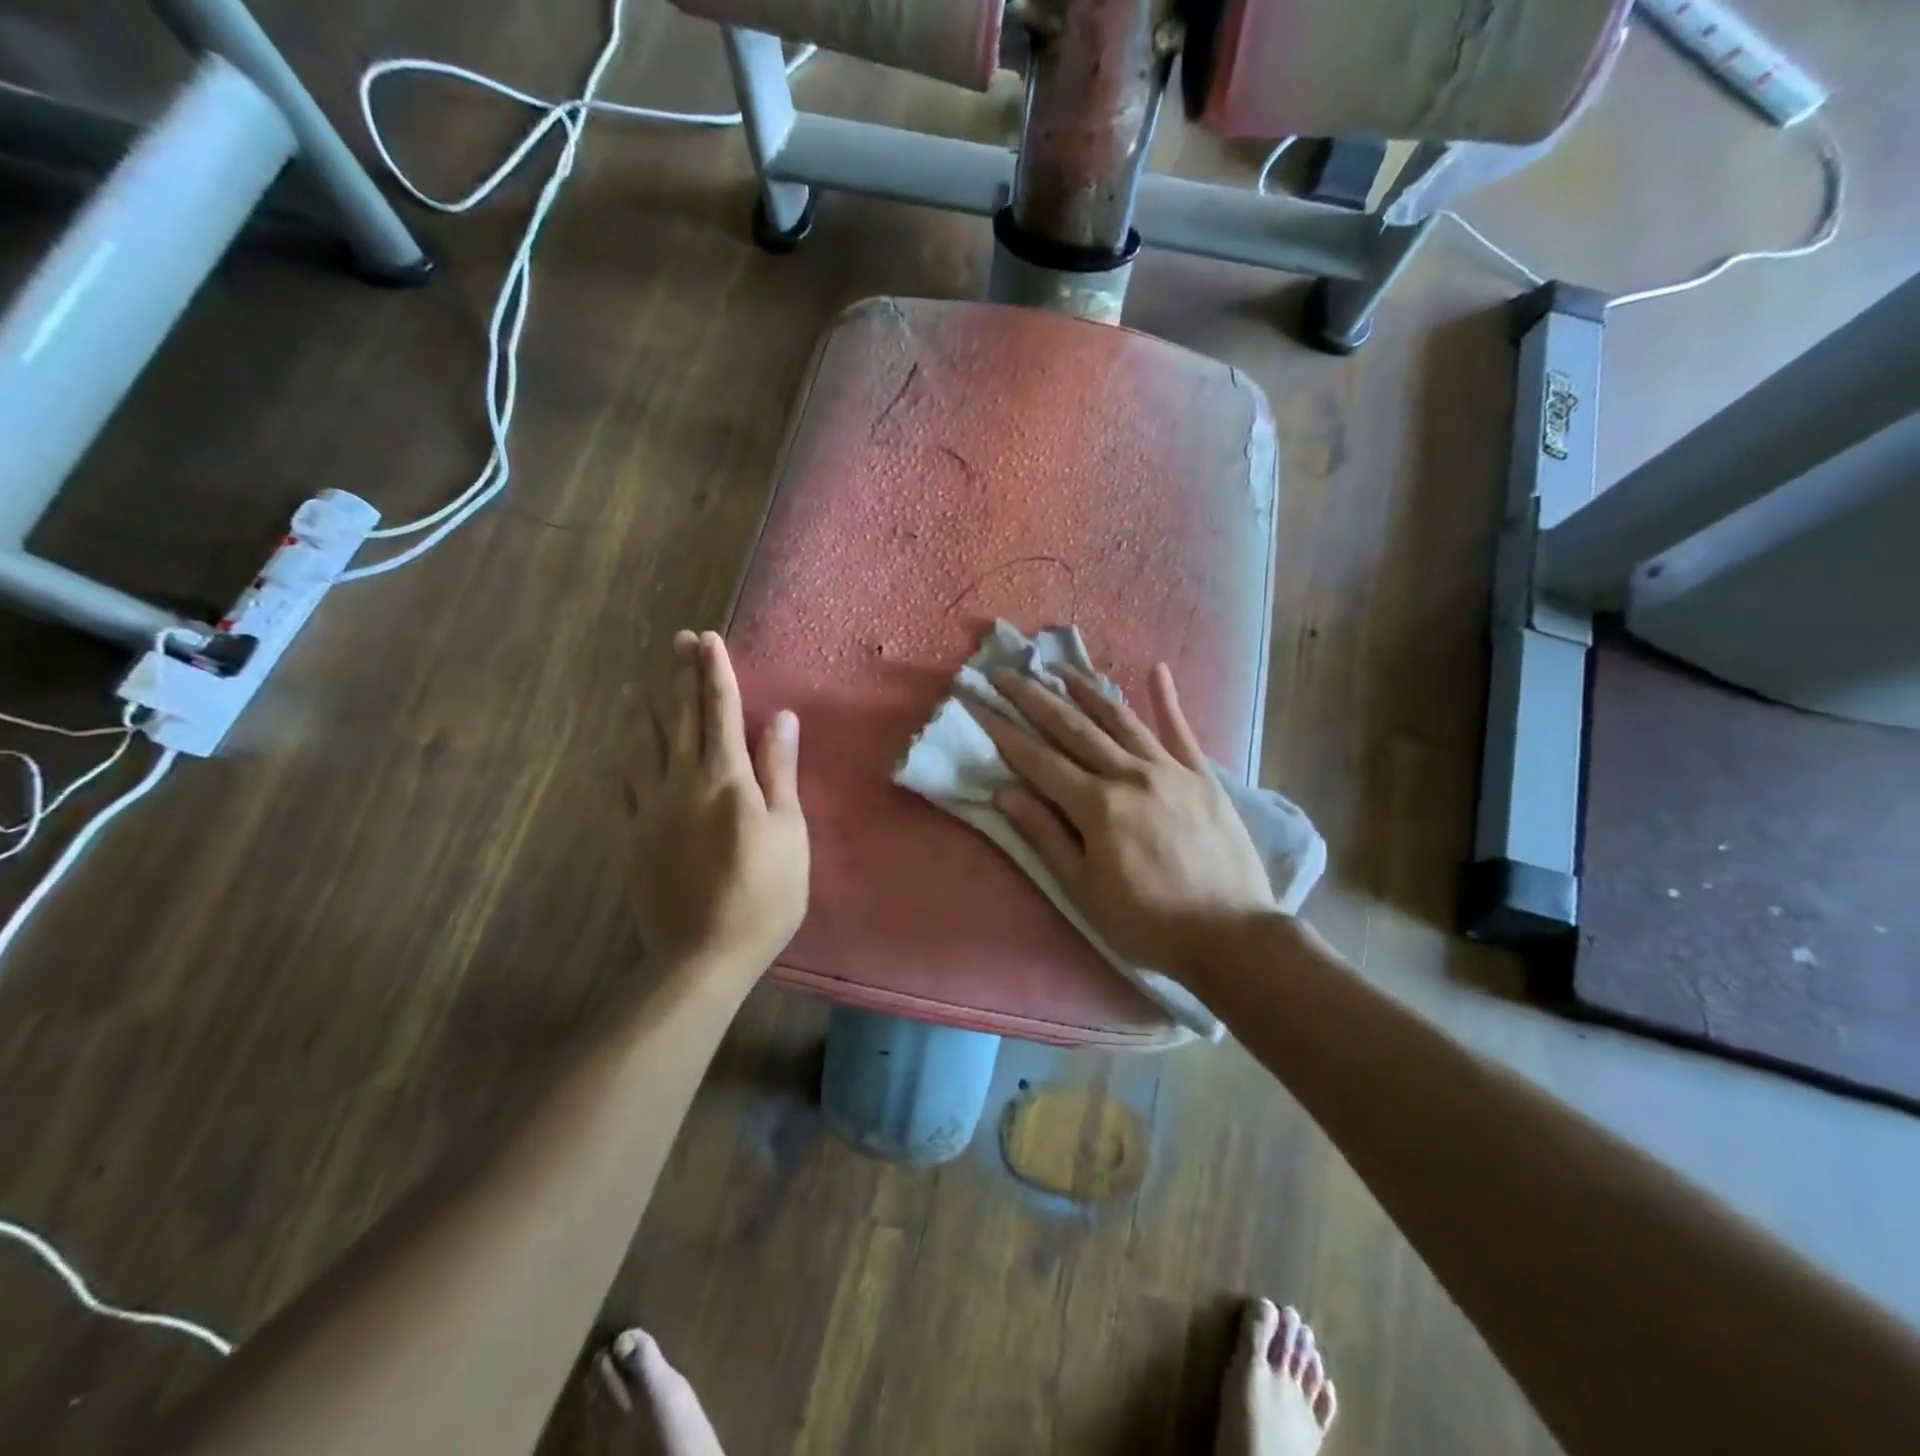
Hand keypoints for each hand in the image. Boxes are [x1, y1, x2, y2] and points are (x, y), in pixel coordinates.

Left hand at [628, 630, 808, 974]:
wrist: (703, 953)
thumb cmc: (764, 893)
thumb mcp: (788, 831)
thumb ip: (779, 772)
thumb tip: (781, 719)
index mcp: (726, 778)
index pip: (721, 710)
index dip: (715, 672)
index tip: (708, 639)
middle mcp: (683, 782)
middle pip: (681, 718)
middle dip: (681, 676)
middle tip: (677, 641)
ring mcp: (652, 809)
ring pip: (646, 747)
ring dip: (647, 711)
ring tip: (638, 684)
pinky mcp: (635, 837)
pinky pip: (625, 788)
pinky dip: (625, 761)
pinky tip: (620, 753)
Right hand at [970, 663, 1275, 975]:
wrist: (1232, 936)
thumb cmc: (1148, 922)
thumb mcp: (1084, 890)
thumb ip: (1045, 836)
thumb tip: (1004, 793)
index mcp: (1097, 805)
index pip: (1038, 760)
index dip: (1003, 731)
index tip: (977, 704)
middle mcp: (1130, 774)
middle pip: (1073, 728)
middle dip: (1034, 698)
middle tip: (1006, 673)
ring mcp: (1170, 769)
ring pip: (1120, 719)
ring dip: (1086, 690)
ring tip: (1060, 668)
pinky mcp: (1202, 776)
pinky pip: (1181, 731)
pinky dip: (1168, 699)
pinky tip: (1157, 670)